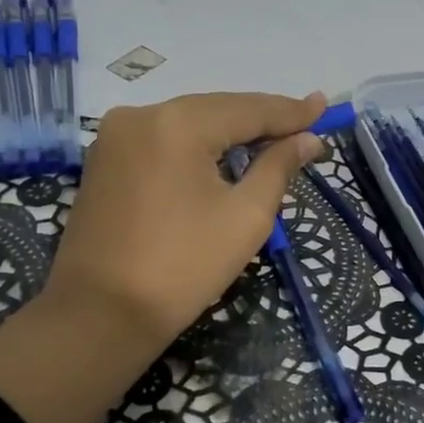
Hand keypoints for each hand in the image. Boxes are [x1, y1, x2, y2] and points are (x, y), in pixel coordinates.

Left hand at [49, 91, 328, 348]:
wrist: (99, 316)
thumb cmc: (182, 268)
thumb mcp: (245, 218)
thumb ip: (278, 168)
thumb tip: (307, 139)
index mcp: (177, 123)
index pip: (248, 109)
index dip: (290, 111)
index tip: (324, 106)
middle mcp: (140, 115)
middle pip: (215, 110)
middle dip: (260, 119)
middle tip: (304, 122)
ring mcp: (115, 137)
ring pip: (187, 123)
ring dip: (228, 132)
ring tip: (271, 137)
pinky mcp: (103, 160)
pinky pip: (162, 141)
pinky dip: (196, 146)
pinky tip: (221, 154)